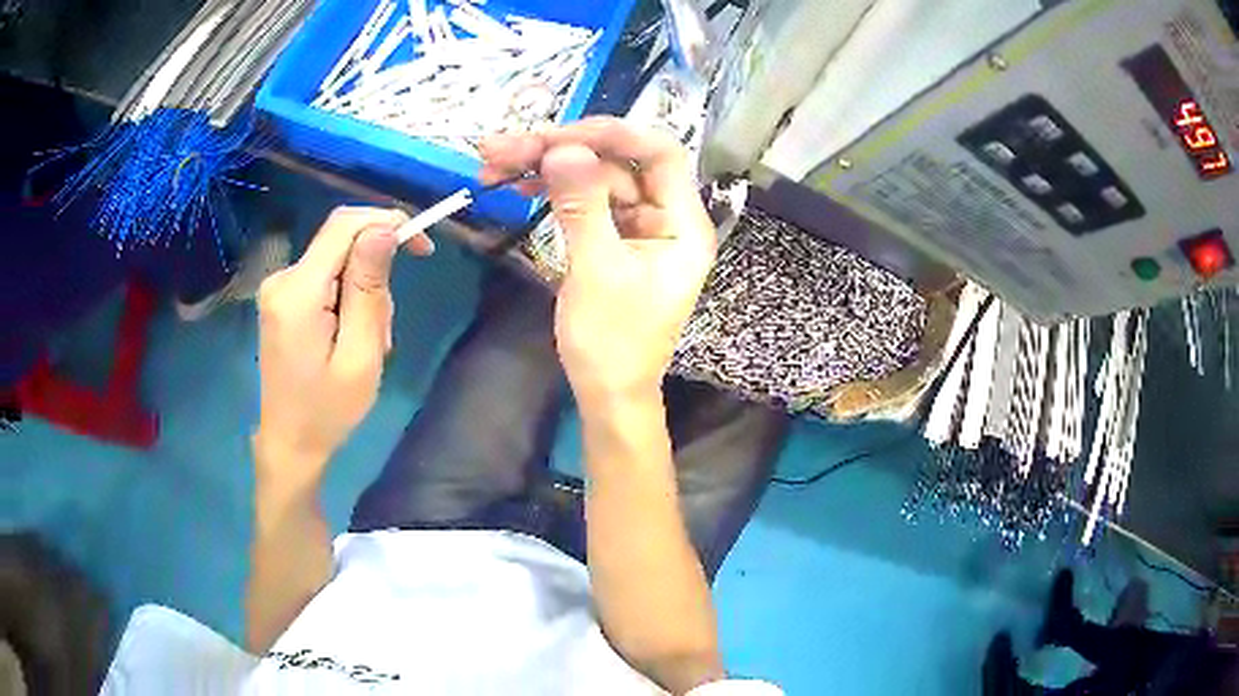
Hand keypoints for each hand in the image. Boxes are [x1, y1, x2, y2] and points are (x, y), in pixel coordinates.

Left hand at [254, 206, 429, 479]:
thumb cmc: (328, 410)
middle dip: (376, 270)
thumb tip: (384, 229)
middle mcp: (282, 278)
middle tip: (386, 326)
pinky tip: (350, 336)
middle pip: (342, 242)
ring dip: (364, 291)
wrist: (290, 442)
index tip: (422, 247)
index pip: (344, 226)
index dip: (387, 221)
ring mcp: (279, 287)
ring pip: (338, 261)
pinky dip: (348, 298)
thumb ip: (368, 289)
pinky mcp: (283, 298)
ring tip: (369, 342)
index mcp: (298, 292)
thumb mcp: (360, 355)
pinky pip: (326, 277)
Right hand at [481, 118, 715, 404]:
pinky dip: (551, 191)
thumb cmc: (612, 343)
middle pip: (617, 162)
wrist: (607, 394)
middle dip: (561, 149)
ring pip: (594, 178)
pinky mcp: (612, 237)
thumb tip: (563, 148)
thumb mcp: (597, 271)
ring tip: (493, 162)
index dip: (613, 135)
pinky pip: (584, 201)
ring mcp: (637, 226)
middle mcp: (665, 217)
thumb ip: (583, 205)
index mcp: (682, 225)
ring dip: (546, 166)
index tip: (558, 134)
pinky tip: (516, 185)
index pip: (660, 153)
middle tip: (503, 148)